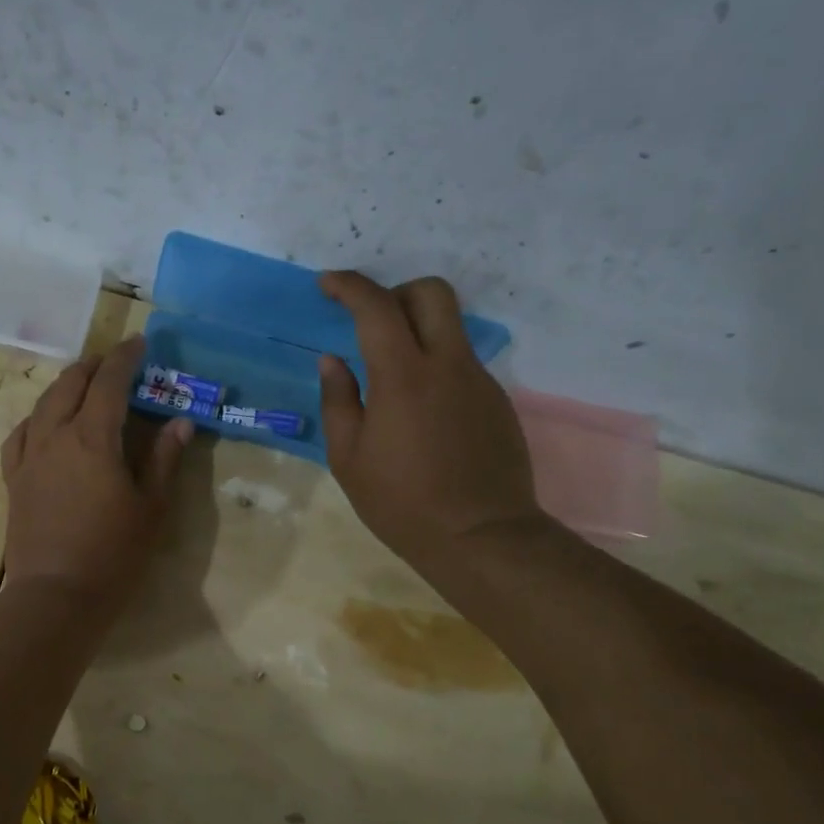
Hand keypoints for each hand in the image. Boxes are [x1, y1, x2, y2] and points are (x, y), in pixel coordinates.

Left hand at [0, 336, 192, 601]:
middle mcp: (55, 436)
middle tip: (115, 361)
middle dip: (94, 365)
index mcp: (92, 438)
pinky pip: (21, 434)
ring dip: (66, 385)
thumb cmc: (113, 553)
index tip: (140, 343)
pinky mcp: (14, 479)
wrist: (55, 596)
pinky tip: (45, 423)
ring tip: (84, 384)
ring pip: (43, 404)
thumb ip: (163, 459)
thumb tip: (179, 422)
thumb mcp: (151, 507)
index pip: (109, 382)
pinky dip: (37, 417)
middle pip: (70, 384)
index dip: (125, 358)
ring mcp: (29, 457)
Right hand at [317, 272, 545, 566]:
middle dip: (396, 292)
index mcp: (403, 377)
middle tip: (371, 323)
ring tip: (391, 380)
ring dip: (417, 333)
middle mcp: (447, 365)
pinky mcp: (497, 400)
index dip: (349, 286)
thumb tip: (332, 361)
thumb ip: (337, 401)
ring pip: (450, 328)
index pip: (376, 306)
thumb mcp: (348, 458)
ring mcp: (479, 380)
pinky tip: (422, 415)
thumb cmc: (401, 502)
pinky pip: (461, 364)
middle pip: (431, 292)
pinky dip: (435, 367)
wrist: (481, 537)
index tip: (327, 285)